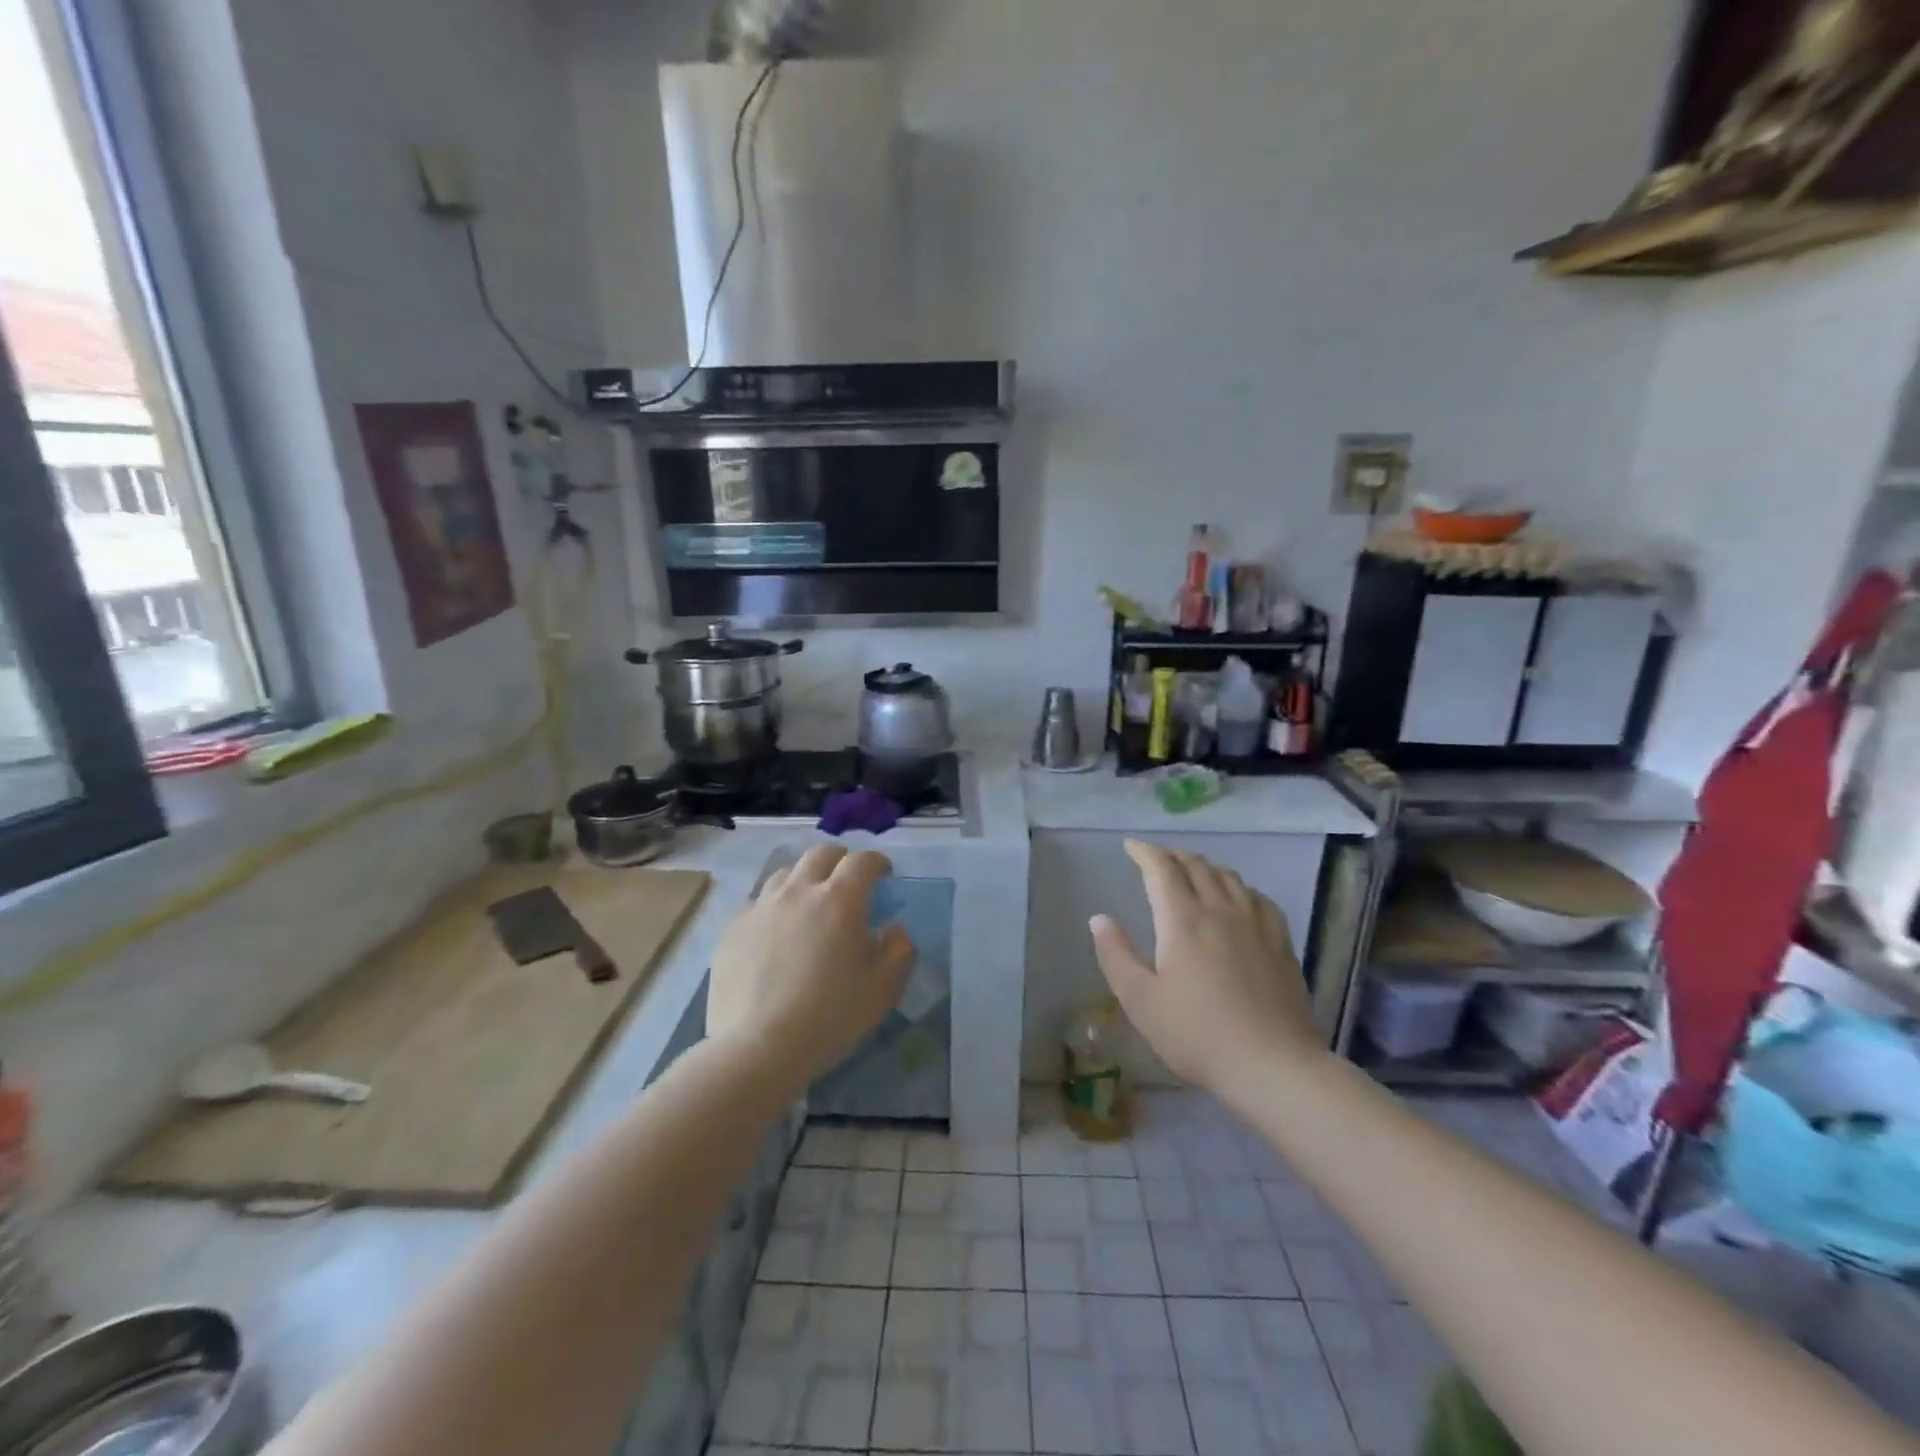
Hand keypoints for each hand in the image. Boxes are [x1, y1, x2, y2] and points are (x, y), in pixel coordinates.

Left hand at [708, 844, 913, 1085]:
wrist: (756, 1047)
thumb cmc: (830, 1016)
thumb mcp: (883, 989)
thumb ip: (899, 950)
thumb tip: (893, 927)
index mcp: (840, 899)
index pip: (862, 861)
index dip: (877, 862)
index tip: (884, 874)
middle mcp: (799, 891)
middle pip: (821, 854)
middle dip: (840, 860)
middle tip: (848, 881)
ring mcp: (761, 907)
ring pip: (785, 874)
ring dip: (804, 880)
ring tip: (809, 904)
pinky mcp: (733, 928)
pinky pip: (758, 903)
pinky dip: (774, 908)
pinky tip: (776, 934)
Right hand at [1089, 840, 1322, 1093]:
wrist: (1273, 1066)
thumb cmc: (1197, 1035)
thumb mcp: (1141, 1000)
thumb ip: (1115, 955)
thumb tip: (1099, 918)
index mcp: (1182, 920)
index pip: (1162, 869)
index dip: (1145, 852)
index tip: (1130, 846)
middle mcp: (1220, 911)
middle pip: (1197, 866)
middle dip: (1173, 856)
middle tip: (1157, 858)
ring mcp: (1256, 925)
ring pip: (1229, 878)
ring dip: (1205, 867)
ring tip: (1193, 872)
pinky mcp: (1281, 944)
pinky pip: (1259, 899)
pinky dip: (1239, 888)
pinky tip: (1239, 899)